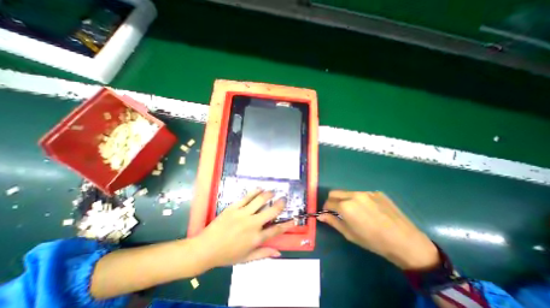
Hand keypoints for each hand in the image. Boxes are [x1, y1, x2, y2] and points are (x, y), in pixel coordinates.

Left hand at [194, 189, 294, 268]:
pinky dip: (255, 192)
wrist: (205, 248)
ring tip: (273, 191)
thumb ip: (263, 254)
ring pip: (260, 200)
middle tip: (283, 199)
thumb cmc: (226, 255)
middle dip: (280, 204)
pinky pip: (247, 197)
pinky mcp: (234, 207)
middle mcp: (252, 224)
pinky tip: (260, 188)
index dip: (287, 224)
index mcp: (256, 238)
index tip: (294, 219)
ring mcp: (243, 214)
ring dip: (269, 194)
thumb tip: (278, 253)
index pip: (276, 230)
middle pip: (271, 212)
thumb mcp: (246, 259)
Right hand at [318, 190, 438, 268]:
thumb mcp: (349, 234)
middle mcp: (353, 195)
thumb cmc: (373, 241)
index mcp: (345, 206)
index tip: (328, 214)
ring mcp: (366, 192)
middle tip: (338, 211)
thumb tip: (320, 215)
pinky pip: (362, 194)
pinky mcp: (376, 192)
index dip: (325, 208)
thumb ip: (333, 222)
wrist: (405, 241)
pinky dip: (359, 200)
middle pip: (334, 192)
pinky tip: (370, 210)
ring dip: (346, 200)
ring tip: (356, 211)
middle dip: (332, 201)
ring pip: (347, 192)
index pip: (328, 202)